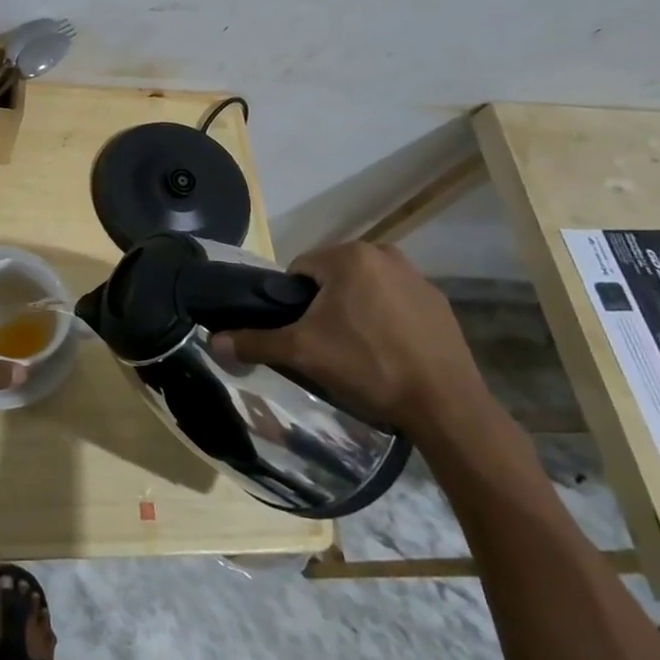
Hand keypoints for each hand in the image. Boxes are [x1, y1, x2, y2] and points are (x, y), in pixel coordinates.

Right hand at [211, 241, 493, 445]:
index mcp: (348, 256)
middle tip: (326, 344)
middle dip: (325, 304)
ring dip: (355, 309)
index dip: (294, 302)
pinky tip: (389, 352)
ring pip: (366, 287)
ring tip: (358, 351)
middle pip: (334, 276)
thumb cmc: (368, 366)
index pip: (301, 269)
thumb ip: (256, 342)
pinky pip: (396, 302)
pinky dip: (387, 319)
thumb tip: (214, 341)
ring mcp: (417, 277)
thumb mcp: (304, 353)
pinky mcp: (439, 302)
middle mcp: (384, 253)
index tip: (302, 333)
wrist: (445, 405)